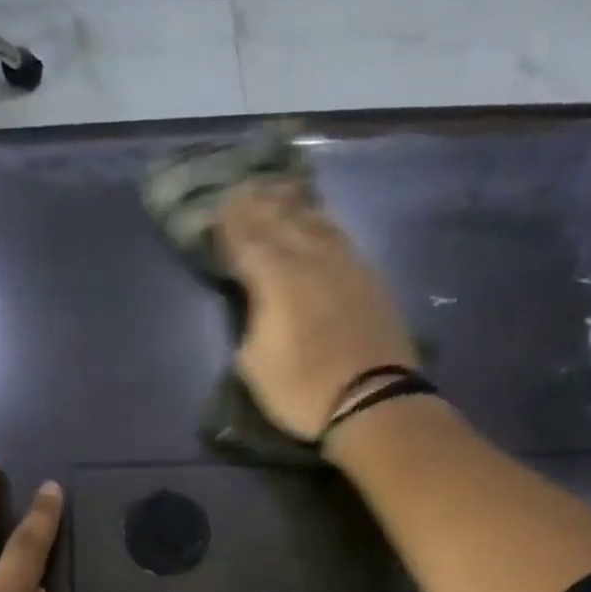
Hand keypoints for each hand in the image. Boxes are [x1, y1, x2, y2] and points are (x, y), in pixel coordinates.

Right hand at [215, 179, 419, 439]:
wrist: (372, 401)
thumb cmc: (303, 390)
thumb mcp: (254, 364)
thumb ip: (250, 320)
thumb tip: (254, 300)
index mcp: (276, 276)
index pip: (246, 238)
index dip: (230, 223)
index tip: (217, 209)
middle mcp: (310, 257)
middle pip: (280, 219)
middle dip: (257, 204)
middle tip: (242, 190)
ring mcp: (345, 263)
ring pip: (314, 221)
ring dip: (292, 205)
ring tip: (278, 192)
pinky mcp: (370, 277)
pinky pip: (339, 236)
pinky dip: (321, 223)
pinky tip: (318, 223)